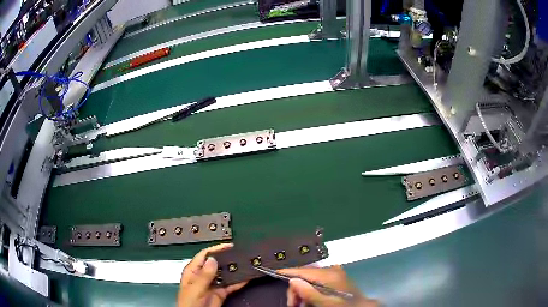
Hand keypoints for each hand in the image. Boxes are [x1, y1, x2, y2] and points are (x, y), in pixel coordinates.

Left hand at [178, 243, 246, 306]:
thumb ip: (203, 275)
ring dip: (234, 270)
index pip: (204, 255)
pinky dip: (239, 282)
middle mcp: (203, 276)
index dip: (216, 249)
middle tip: (240, 255)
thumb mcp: (195, 289)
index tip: (229, 246)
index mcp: (193, 271)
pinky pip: (231, 285)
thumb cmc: (188, 303)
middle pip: (216, 264)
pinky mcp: (220, 293)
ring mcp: (212, 285)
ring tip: (245, 265)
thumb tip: (212, 260)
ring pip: (225, 274)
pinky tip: (245, 278)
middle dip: (228, 259)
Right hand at [279, 265, 378, 306]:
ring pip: (310, 279)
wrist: (360, 306)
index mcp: (329, 274)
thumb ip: (309, 292)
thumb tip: (292, 280)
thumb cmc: (342, 306)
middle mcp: (332, 270)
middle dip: (296, 290)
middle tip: (294, 305)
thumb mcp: (325, 303)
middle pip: (305, 275)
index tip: (274, 273)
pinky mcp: (336, 276)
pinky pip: (318, 280)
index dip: (288, 272)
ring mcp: (335, 272)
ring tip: (302, 304)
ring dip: (303, 291)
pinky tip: (311, 298)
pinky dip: (311, 289)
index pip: (303, 271)